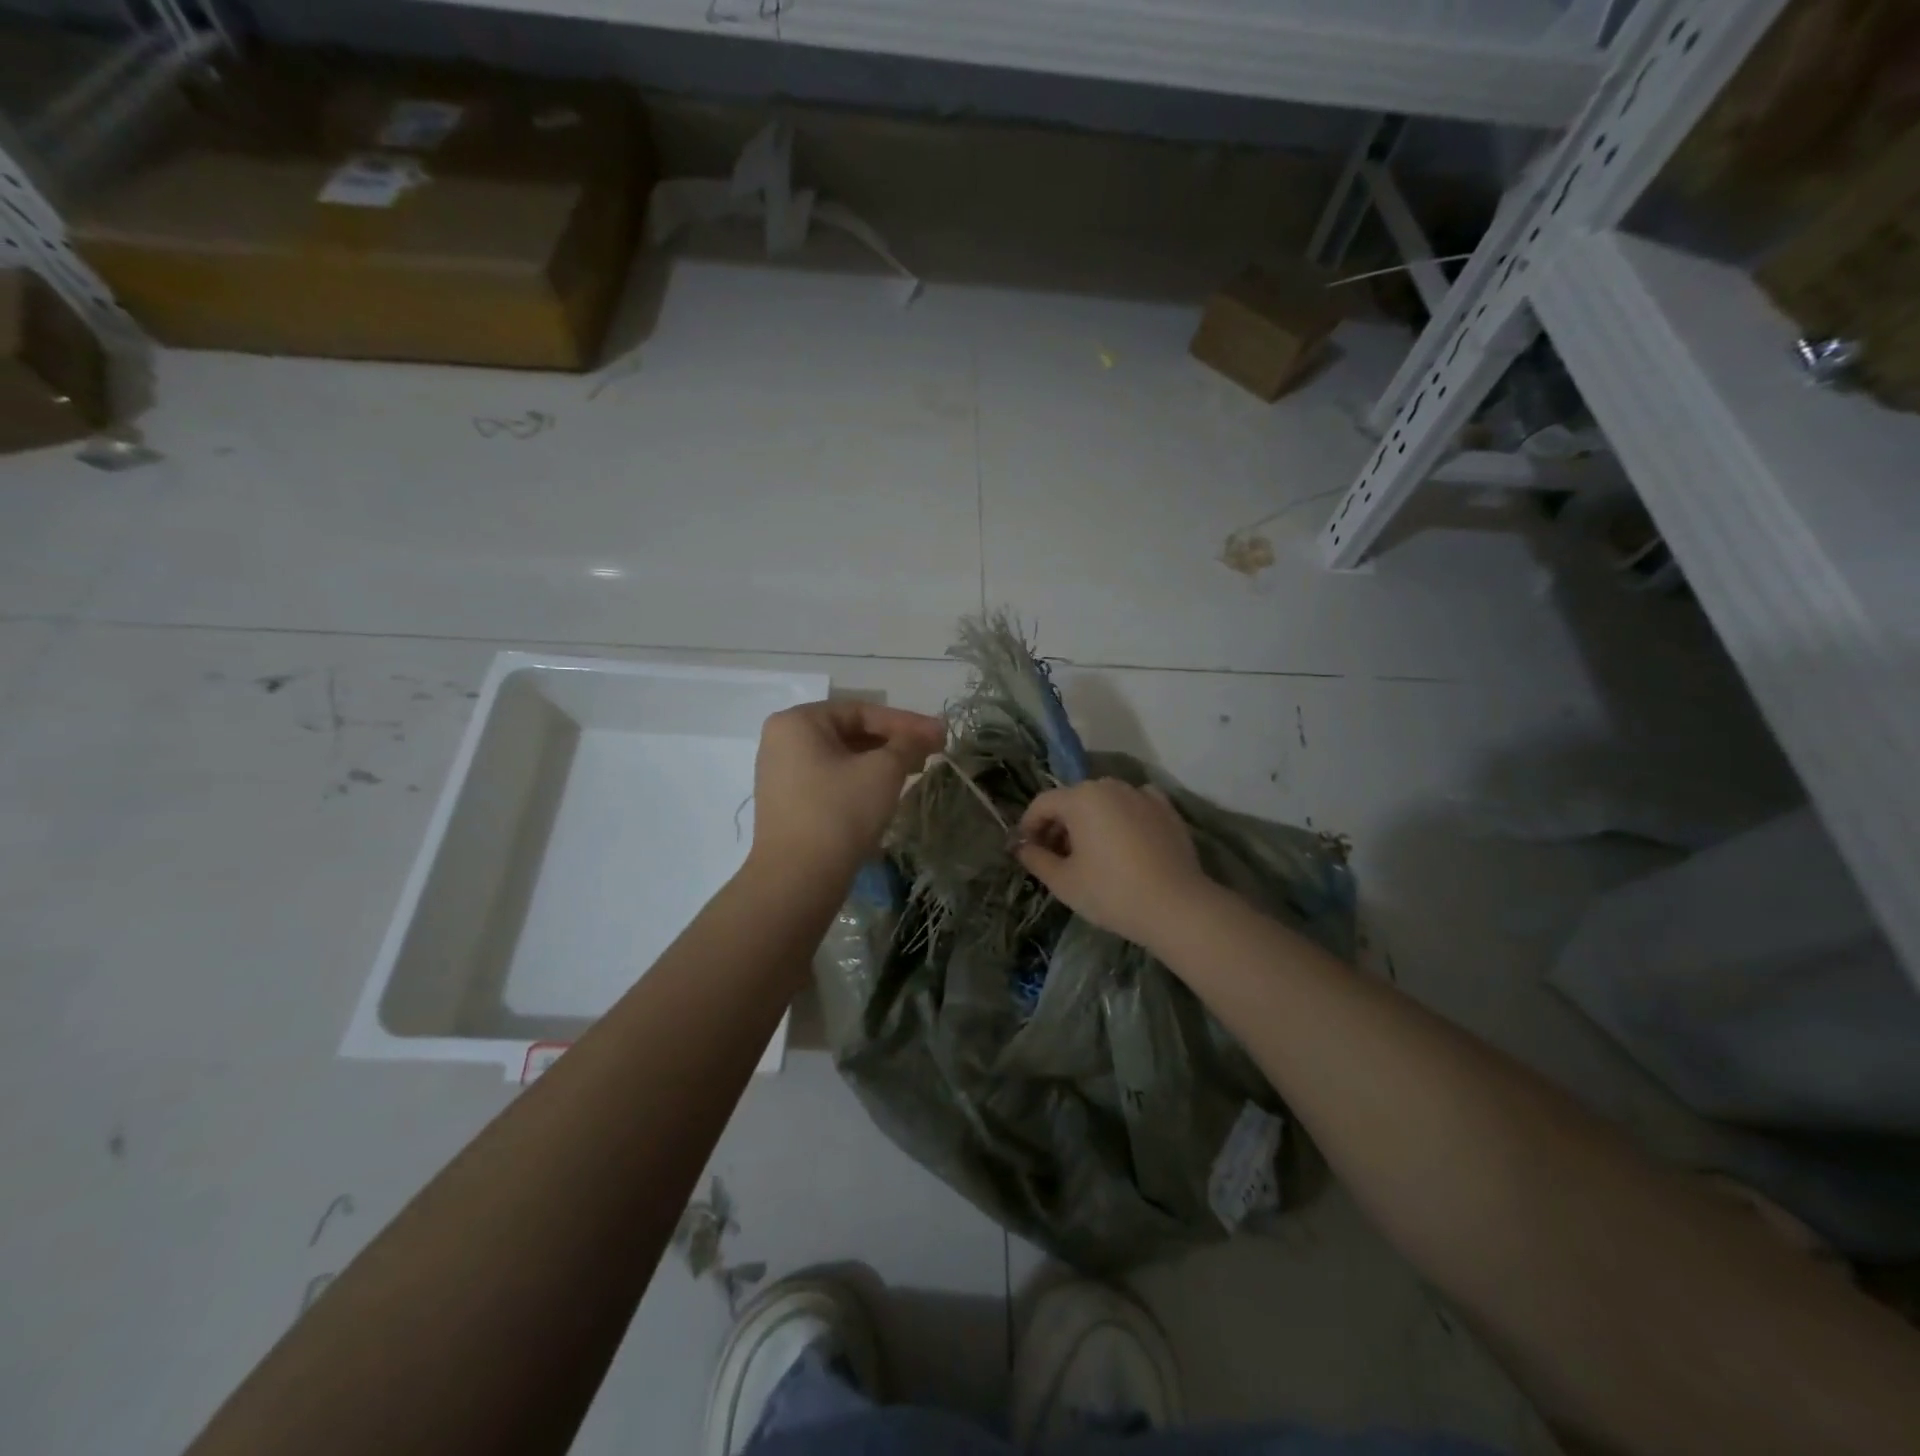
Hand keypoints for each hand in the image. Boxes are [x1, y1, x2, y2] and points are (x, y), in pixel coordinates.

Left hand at [748, 701, 945, 884]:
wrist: (798, 880)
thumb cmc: (840, 812)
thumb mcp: (882, 771)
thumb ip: (908, 744)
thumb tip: (931, 731)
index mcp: (798, 722)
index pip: (862, 711)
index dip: (906, 722)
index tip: (940, 734)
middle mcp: (782, 741)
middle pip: (851, 732)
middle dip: (894, 741)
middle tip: (932, 751)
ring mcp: (782, 774)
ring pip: (843, 758)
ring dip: (881, 762)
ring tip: (916, 769)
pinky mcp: (789, 803)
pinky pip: (831, 779)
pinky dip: (861, 780)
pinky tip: (887, 791)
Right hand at [1016, 779, 1214, 950]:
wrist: (1176, 907)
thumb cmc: (1111, 892)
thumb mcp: (1063, 882)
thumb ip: (1036, 859)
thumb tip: (1022, 847)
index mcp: (1080, 798)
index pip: (1042, 804)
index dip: (1029, 826)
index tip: (1027, 851)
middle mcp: (1110, 786)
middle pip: (1073, 800)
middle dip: (1059, 825)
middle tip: (1057, 858)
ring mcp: (1142, 795)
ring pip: (1104, 802)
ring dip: (1090, 822)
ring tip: (1091, 854)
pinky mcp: (1167, 810)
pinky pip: (1134, 806)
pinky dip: (1123, 819)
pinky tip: (1125, 843)